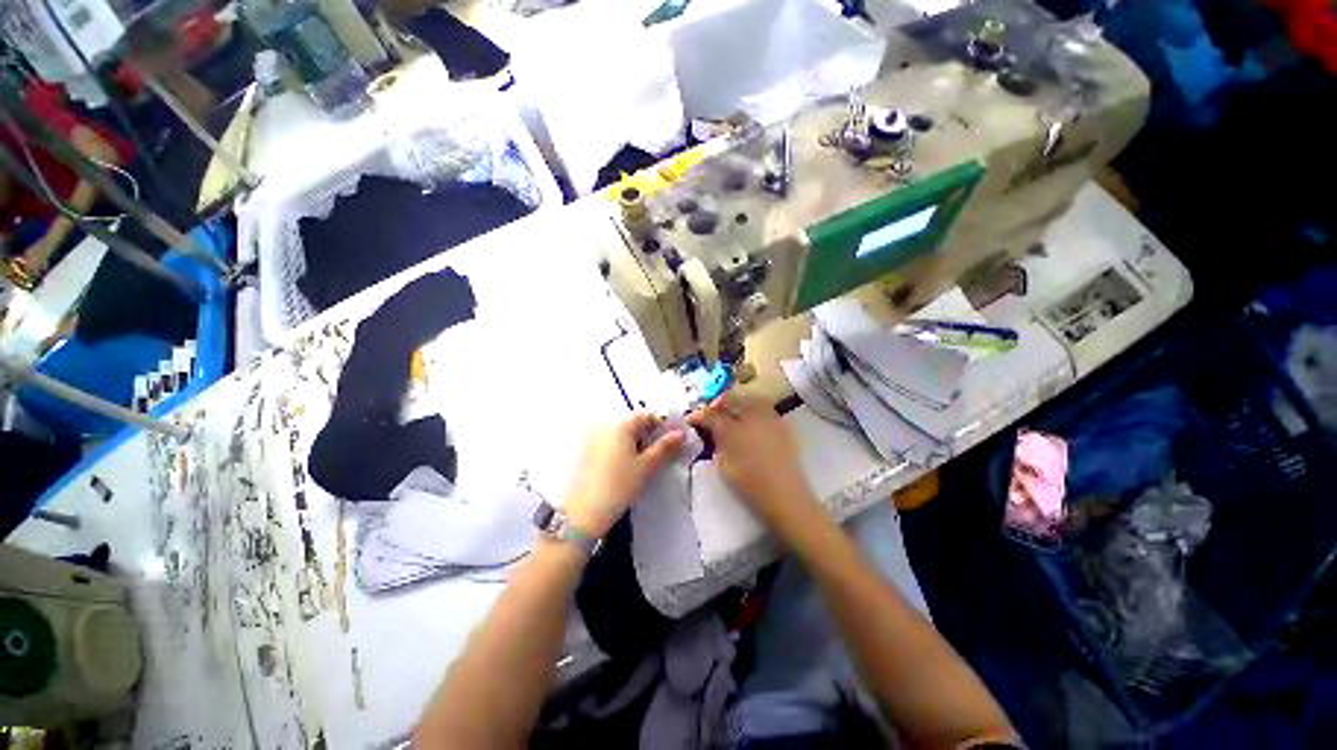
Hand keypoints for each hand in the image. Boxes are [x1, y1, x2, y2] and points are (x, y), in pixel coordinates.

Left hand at [562, 413, 684, 536]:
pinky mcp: (585, 452)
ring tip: (644, 464)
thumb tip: (680, 434)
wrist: (582, 514)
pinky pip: (609, 443)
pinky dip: (621, 450)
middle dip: (649, 435)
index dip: (662, 425)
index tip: (672, 441)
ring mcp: (592, 438)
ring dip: (635, 443)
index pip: (647, 415)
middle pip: (633, 424)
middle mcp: (604, 426)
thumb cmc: (617, 487)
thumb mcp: (645, 467)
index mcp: (620, 425)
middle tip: (661, 454)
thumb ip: (664, 448)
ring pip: (621, 434)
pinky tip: (626, 468)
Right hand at [687, 393, 820, 530]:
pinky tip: (747, 420)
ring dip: (734, 403)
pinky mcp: (780, 423)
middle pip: (728, 399)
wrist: (784, 494)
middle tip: (709, 415)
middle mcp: (749, 416)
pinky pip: (761, 407)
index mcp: (731, 429)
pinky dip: (750, 408)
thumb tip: (711, 432)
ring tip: (728, 415)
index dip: (697, 415)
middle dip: (715, 405)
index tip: (690, 420)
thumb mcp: (723, 464)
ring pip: (746, 399)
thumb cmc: (749, 483)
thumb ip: (716, 442)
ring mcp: (767, 417)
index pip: (709, 414)